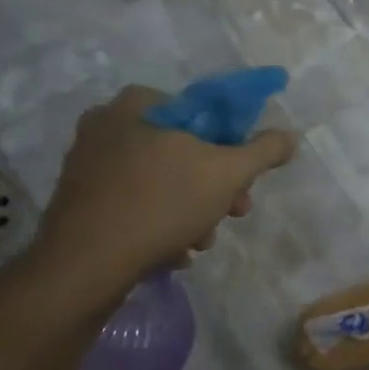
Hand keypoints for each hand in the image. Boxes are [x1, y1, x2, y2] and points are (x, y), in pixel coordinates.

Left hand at [30, 84, 296, 298]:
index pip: (203, 114)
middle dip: (213, 187)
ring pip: (161, 181)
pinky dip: (158, 222)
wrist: (84, 265)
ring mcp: (88, 162)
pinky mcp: (79, 199)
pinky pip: (134, 202)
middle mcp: (107, 124)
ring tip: (200, 241)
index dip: (232, 148)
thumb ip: (264, 150)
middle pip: (184, 151)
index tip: (243, 182)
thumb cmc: (161, 204)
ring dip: (191, 210)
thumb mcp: (228, 173)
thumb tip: (289, 136)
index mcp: (139, 104)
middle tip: (231, 214)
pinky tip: (172, 250)